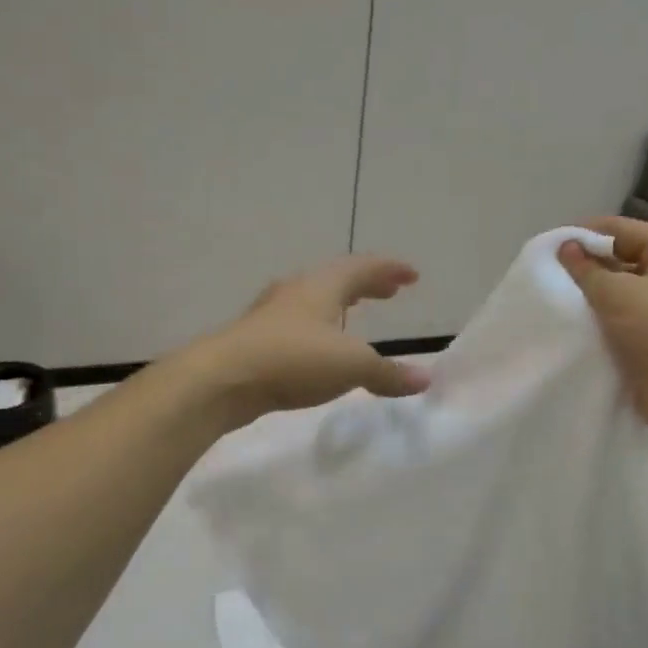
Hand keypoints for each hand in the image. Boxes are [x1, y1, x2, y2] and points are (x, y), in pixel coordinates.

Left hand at [188, 256, 429, 427]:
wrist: (221, 380)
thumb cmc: (293, 359)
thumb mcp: (350, 366)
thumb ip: (388, 373)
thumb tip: (426, 378)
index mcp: (322, 286)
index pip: (363, 268)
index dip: (389, 270)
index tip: (412, 275)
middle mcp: (296, 292)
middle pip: (337, 279)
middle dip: (366, 284)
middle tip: (389, 291)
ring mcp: (271, 315)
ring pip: (314, 301)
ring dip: (339, 304)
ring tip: (355, 314)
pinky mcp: (256, 340)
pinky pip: (297, 325)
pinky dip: (319, 328)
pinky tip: (319, 348)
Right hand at [558, 217, 647, 454]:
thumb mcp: (618, 294)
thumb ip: (586, 269)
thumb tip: (566, 246)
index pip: (620, 229)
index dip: (583, 234)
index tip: (546, 249)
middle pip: (620, 258)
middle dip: (585, 267)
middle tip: (546, 277)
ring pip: (619, 292)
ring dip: (591, 298)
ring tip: (554, 302)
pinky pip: (621, 321)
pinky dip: (600, 323)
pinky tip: (573, 328)